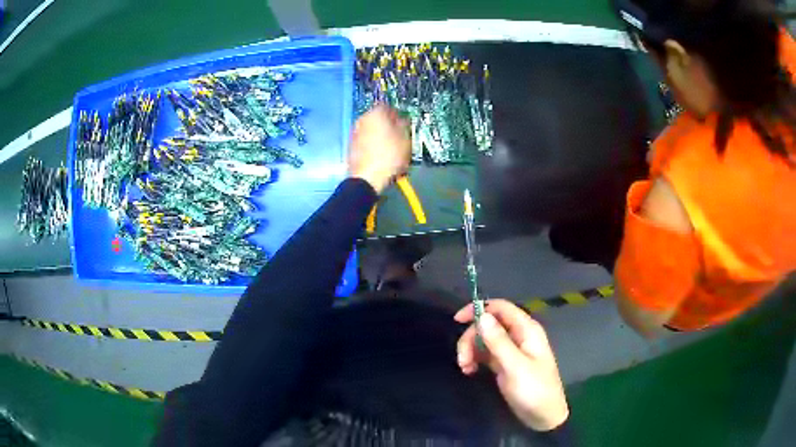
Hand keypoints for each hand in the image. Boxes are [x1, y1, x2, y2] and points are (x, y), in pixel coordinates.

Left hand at [349, 104, 410, 193]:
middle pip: (378, 119)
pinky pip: (366, 142)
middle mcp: (361, 120)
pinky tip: (381, 157)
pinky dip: (373, 146)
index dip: (398, 114)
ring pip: (371, 131)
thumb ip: (404, 125)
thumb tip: (402, 121)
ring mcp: (354, 134)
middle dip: (388, 126)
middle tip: (399, 136)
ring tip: (391, 149)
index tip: (404, 123)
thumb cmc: (388, 156)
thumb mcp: (405, 139)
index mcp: (374, 114)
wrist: (367, 178)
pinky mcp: (351, 147)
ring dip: (381, 137)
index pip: (388, 106)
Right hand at [455, 299, 569, 431]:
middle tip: (462, 359)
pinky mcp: (506, 364)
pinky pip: (486, 353)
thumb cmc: (533, 390)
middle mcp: (519, 335)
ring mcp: (512, 350)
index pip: (500, 308)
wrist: (543, 416)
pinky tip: (469, 371)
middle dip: (472, 338)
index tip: (457, 320)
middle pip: (489, 324)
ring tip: (465, 369)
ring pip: (485, 339)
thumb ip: (498, 341)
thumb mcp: (514, 366)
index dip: (478, 309)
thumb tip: (481, 315)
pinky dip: (476, 359)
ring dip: (471, 350)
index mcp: (526, 330)